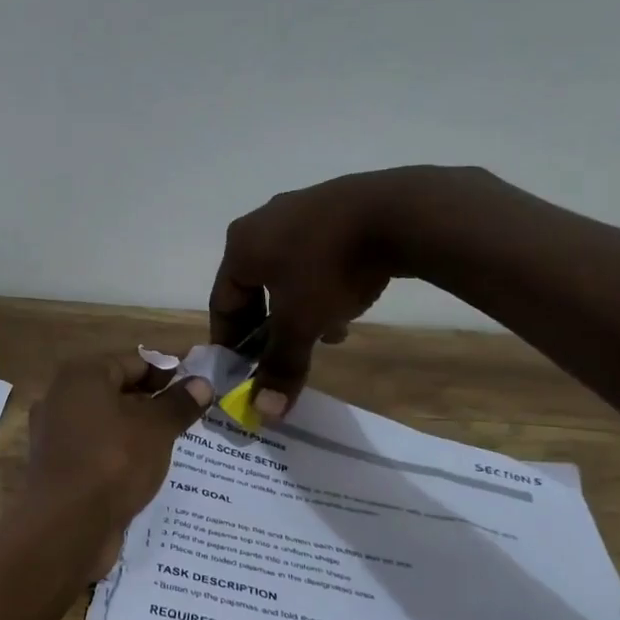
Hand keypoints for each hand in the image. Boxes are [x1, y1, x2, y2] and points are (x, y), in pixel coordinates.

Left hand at [26, 353, 212, 578]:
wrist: (65, 526)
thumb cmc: (112, 461)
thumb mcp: (156, 429)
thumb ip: (179, 403)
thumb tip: (202, 383)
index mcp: (82, 375)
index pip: (134, 362)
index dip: (168, 374)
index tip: (197, 390)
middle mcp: (62, 397)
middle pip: (118, 391)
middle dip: (153, 404)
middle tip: (190, 419)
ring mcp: (56, 433)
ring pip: (107, 423)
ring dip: (138, 432)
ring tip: (175, 445)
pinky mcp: (58, 466)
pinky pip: (97, 450)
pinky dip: (120, 455)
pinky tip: (146, 470)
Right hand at [210, 166, 499, 417]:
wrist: (397, 212)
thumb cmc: (329, 269)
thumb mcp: (301, 324)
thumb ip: (280, 366)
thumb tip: (263, 412)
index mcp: (240, 247)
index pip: (221, 302)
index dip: (229, 341)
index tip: (240, 370)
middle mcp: (261, 224)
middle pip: (253, 287)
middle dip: (266, 326)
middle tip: (278, 355)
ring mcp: (299, 209)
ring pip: (286, 272)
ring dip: (296, 308)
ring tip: (319, 336)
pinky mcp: (334, 206)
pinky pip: (315, 254)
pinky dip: (321, 284)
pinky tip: (346, 305)